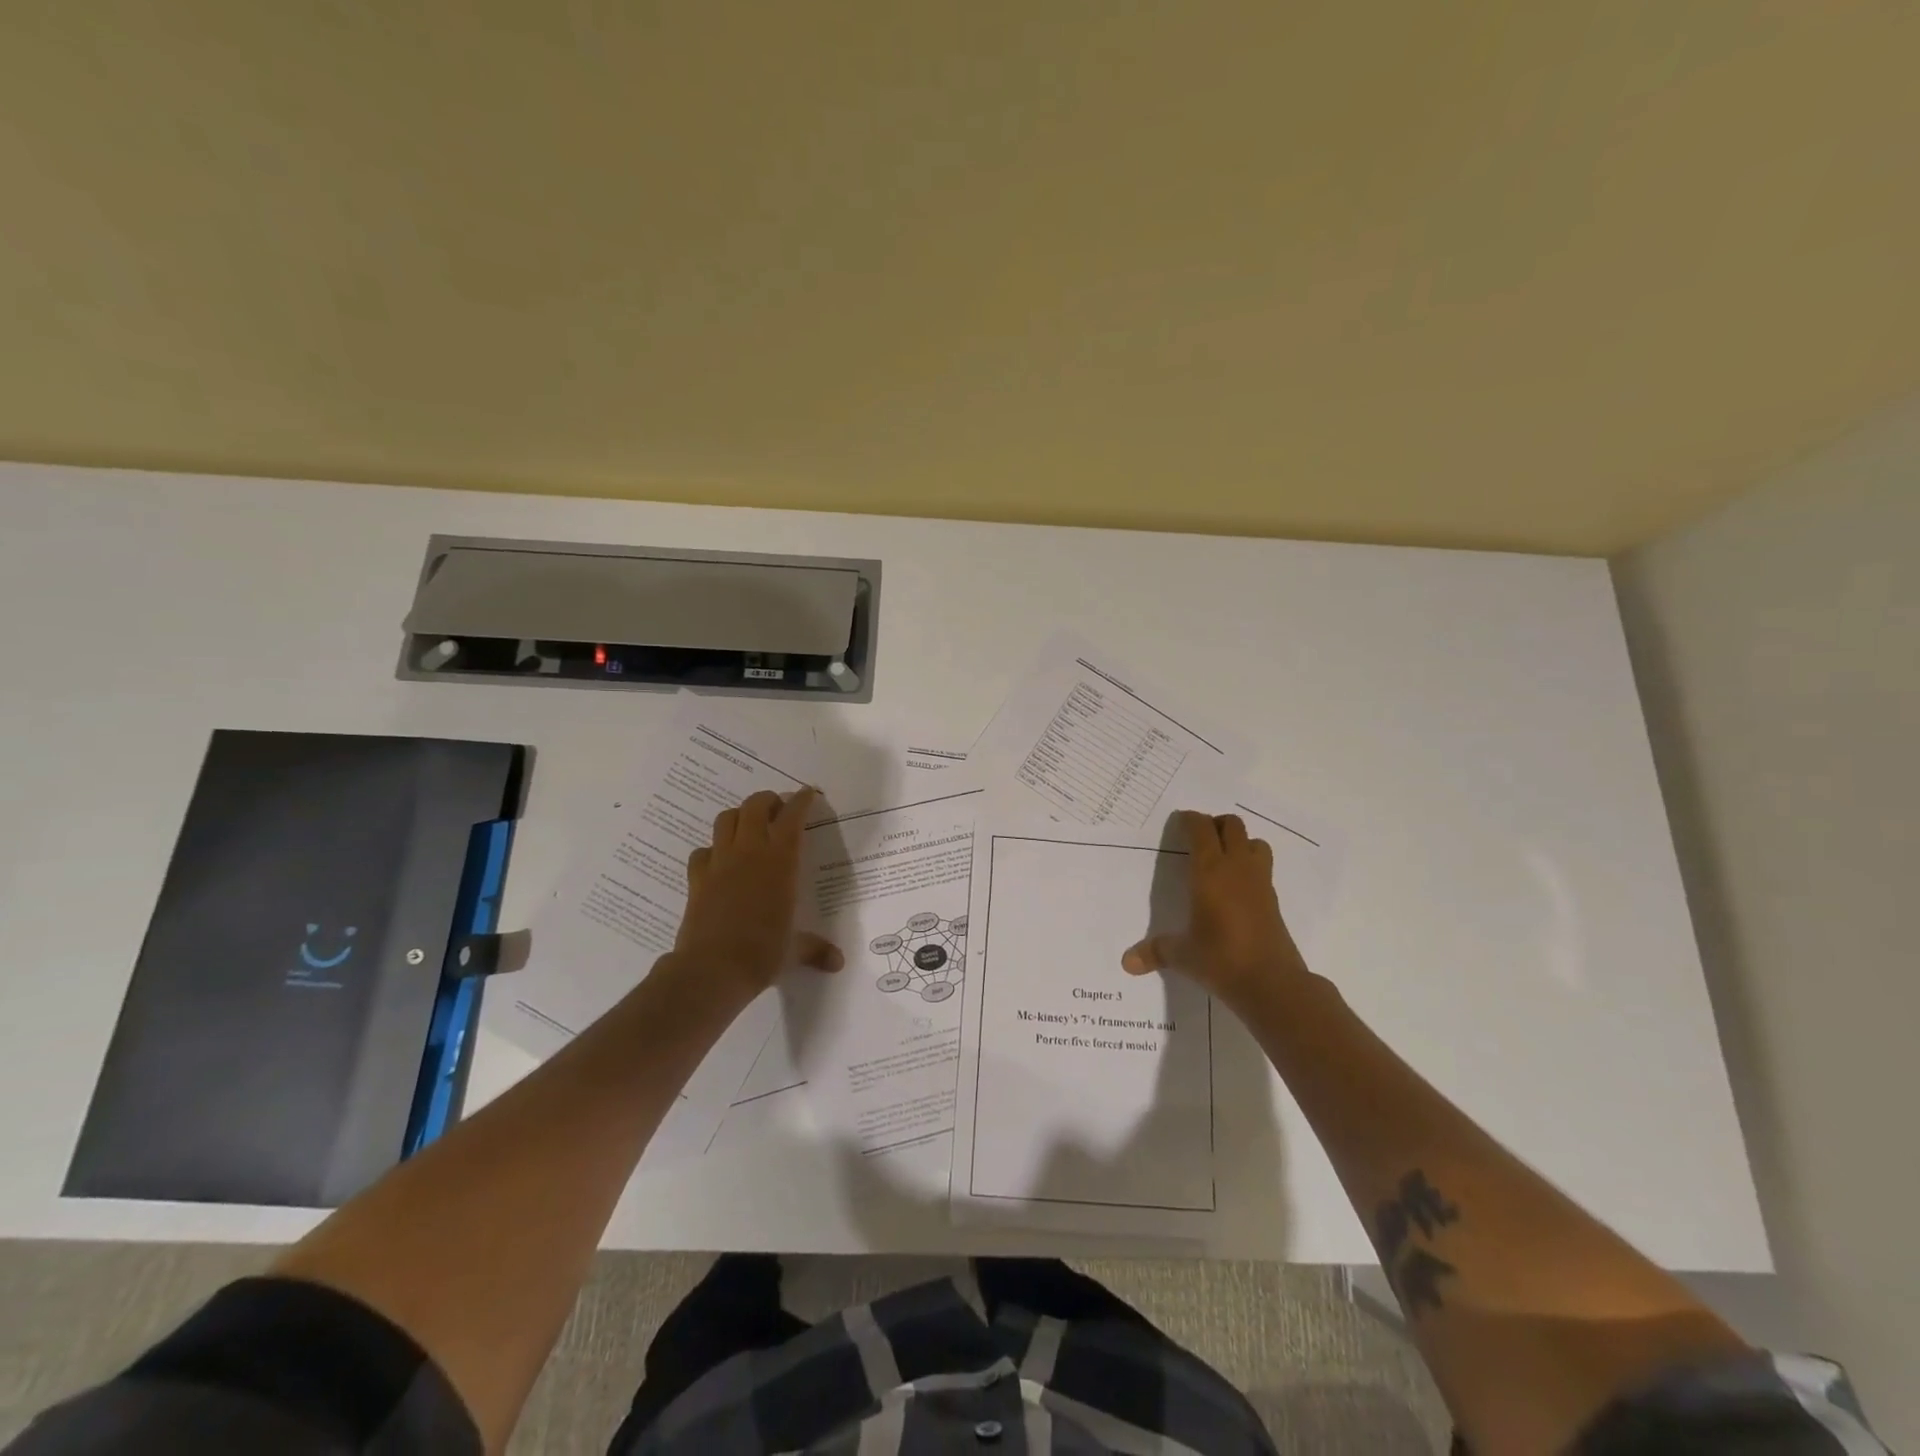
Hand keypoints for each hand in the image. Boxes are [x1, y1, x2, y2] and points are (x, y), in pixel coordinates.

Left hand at [671, 786, 842, 1003]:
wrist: (712, 969)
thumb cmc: (762, 953)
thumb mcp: (794, 950)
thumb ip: (816, 949)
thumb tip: (838, 963)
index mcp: (781, 861)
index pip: (792, 817)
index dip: (801, 800)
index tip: (808, 793)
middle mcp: (750, 852)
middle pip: (755, 805)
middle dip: (769, 801)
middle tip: (778, 810)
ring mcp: (720, 862)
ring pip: (726, 819)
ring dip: (739, 816)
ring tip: (749, 828)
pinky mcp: (697, 878)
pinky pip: (702, 851)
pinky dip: (712, 850)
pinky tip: (719, 862)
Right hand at [1121, 810, 1310, 1009]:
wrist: (1272, 983)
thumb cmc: (1221, 959)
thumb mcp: (1182, 955)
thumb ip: (1155, 951)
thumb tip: (1126, 963)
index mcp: (1210, 871)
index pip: (1201, 830)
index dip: (1190, 820)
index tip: (1179, 822)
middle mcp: (1236, 868)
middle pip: (1232, 826)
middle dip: (1216, 824)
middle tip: (1199, 837)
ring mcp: (1260, 882)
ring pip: (1254, 842)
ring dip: (1239, 842)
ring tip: (1222, 858)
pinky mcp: (1273, 900)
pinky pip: (1262, 867)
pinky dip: (1249, 865)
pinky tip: (1235, 887)